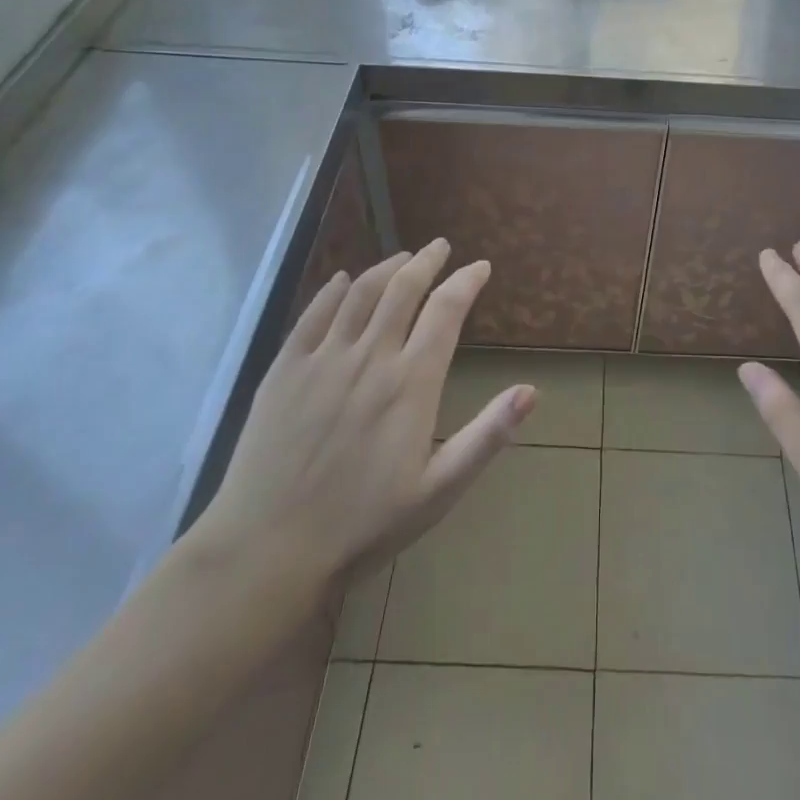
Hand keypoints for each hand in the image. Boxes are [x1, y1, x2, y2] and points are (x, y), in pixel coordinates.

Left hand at [183, 242, 534, 627]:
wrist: (268, 552)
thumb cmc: (363, 526)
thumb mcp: (438, 491)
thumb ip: (487, 436)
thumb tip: (531, 391)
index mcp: (411, 383)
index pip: (446, 310)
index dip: (466, 281)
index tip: (480, 266)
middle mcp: (370, 357)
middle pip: (403, 288)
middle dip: (427, 261)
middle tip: (440, 247)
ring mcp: (323, 359)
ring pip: (360, 292)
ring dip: (386, 268)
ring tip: (402, 257)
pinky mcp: (285, 369)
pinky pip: (313, 314)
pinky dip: (333, 290)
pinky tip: (342, 280)